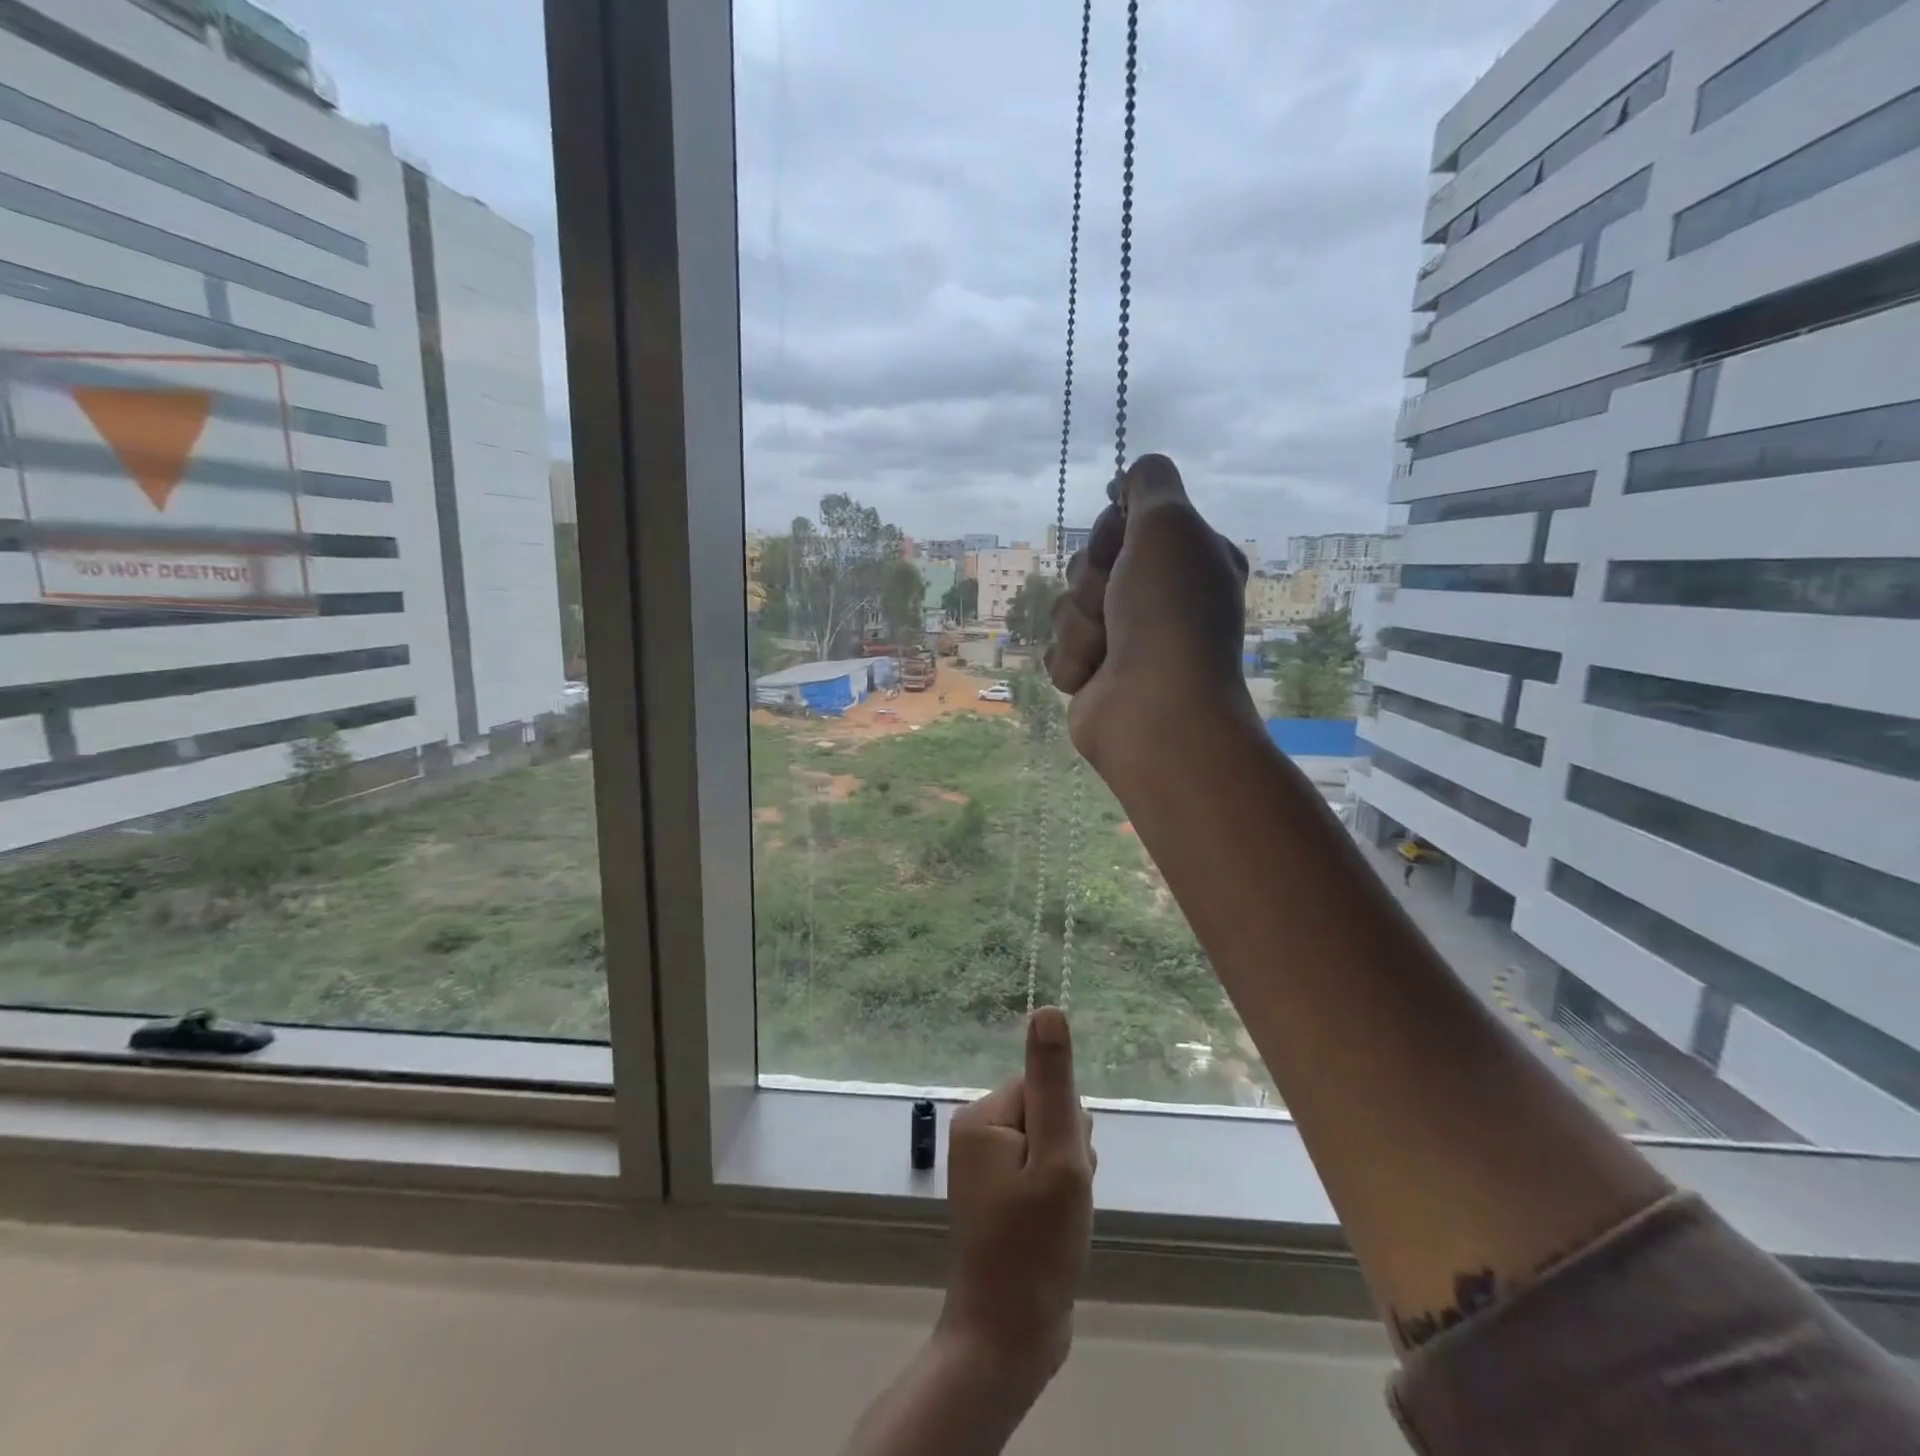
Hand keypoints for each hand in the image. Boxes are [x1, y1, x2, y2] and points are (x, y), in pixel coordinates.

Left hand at [939, 1007, 1096, 1391]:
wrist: (1008, 1339)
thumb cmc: (1036, 1246)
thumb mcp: (1057, 1157)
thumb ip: (1054, 1083)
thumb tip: (1047, 1009)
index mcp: (983, 1117)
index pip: (1044, 1091)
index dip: (1067, 1130)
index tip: (1065, 1171)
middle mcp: (977, 1134)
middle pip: (1047, 1116)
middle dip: (1068, 1154)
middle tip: (1061, 1201)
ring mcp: (986, 1168)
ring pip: (1050, 1146)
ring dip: (1067, 1179)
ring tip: (1059, 1221)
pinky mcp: (998, 1196)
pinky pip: (1041, 1174)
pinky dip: (1057, 1198)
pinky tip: (1055, 1230)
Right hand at [1044, 454, 1255, 787]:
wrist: (1154, 709)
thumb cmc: (1168, 613)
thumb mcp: (1170, 524)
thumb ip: (1151, 482)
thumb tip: (1131, 475)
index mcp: (1186, 557)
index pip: (1125, 519)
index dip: (1114, 530)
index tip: (1125, 545)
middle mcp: (1157, 595)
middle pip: (1089, 561)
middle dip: (1093, 581)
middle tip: (1119, 604)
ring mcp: (1124, 638)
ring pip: (1067, 605)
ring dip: (1081, 624)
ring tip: (1110, 650)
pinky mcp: (1094, 673)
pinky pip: (1057, 647)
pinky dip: (1072, 659)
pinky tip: (1095, 677)